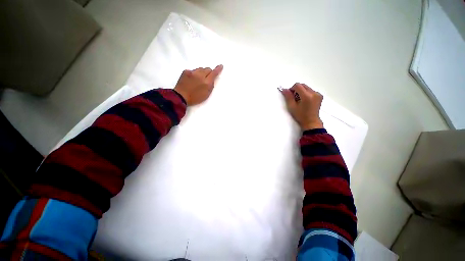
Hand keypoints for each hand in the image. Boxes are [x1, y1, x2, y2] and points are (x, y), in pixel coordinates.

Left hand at [174, 65, 223, 105]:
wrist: (181, 96)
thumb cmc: (195, 98)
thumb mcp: (206, 94)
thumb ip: (210, 86)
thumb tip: (212, 79)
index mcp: (206, 82)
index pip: (214, 73)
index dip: (218, 69)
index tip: (221, 66)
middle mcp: (200, 75)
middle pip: (207, 69)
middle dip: (209, 72)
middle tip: (207, 78)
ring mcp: (192, 72)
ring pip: (200, 69)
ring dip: (201, 72)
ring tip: (198, 80)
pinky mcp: (186, 71)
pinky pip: (193, 70)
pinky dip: (194, 74)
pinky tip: (191, 80)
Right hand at [280, 83, 323, 130]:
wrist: (311, 122)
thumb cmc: (300, 116)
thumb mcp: (292, 107)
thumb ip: (288, 97)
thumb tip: (284, 89)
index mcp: (307, 96)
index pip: (298, 85)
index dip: (292, 89)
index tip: (290, 95)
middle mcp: (314, 93)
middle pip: (303, 85)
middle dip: (297, 90)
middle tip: (294, 98)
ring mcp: (318, 94)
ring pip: (306, 88)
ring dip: (301, 91)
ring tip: (300, 100)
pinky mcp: (320, 96)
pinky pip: (311, 91)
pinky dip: (306, 93)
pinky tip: (305, 101)